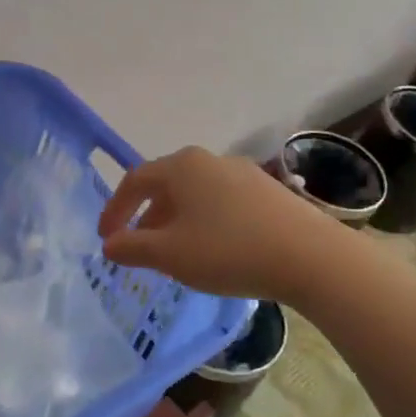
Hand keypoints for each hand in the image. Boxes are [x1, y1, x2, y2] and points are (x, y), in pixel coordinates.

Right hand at [97, 147, 347, 303]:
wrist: (309, 256)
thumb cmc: (228, 251)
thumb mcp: (170, 254)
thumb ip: (133, 247)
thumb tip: (110, 244)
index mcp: (182, 166)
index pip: (135, 181)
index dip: (115, 210)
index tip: (106, 238)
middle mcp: (210, 160)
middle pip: (166, 185)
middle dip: (147, 217)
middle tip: (140, 248)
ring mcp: (243, 173)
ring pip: (196, 195)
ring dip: (176, 221)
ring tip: (176, 253)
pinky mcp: (268, 191)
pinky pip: (222, 202)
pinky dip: (205, 222)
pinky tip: (214, 250)